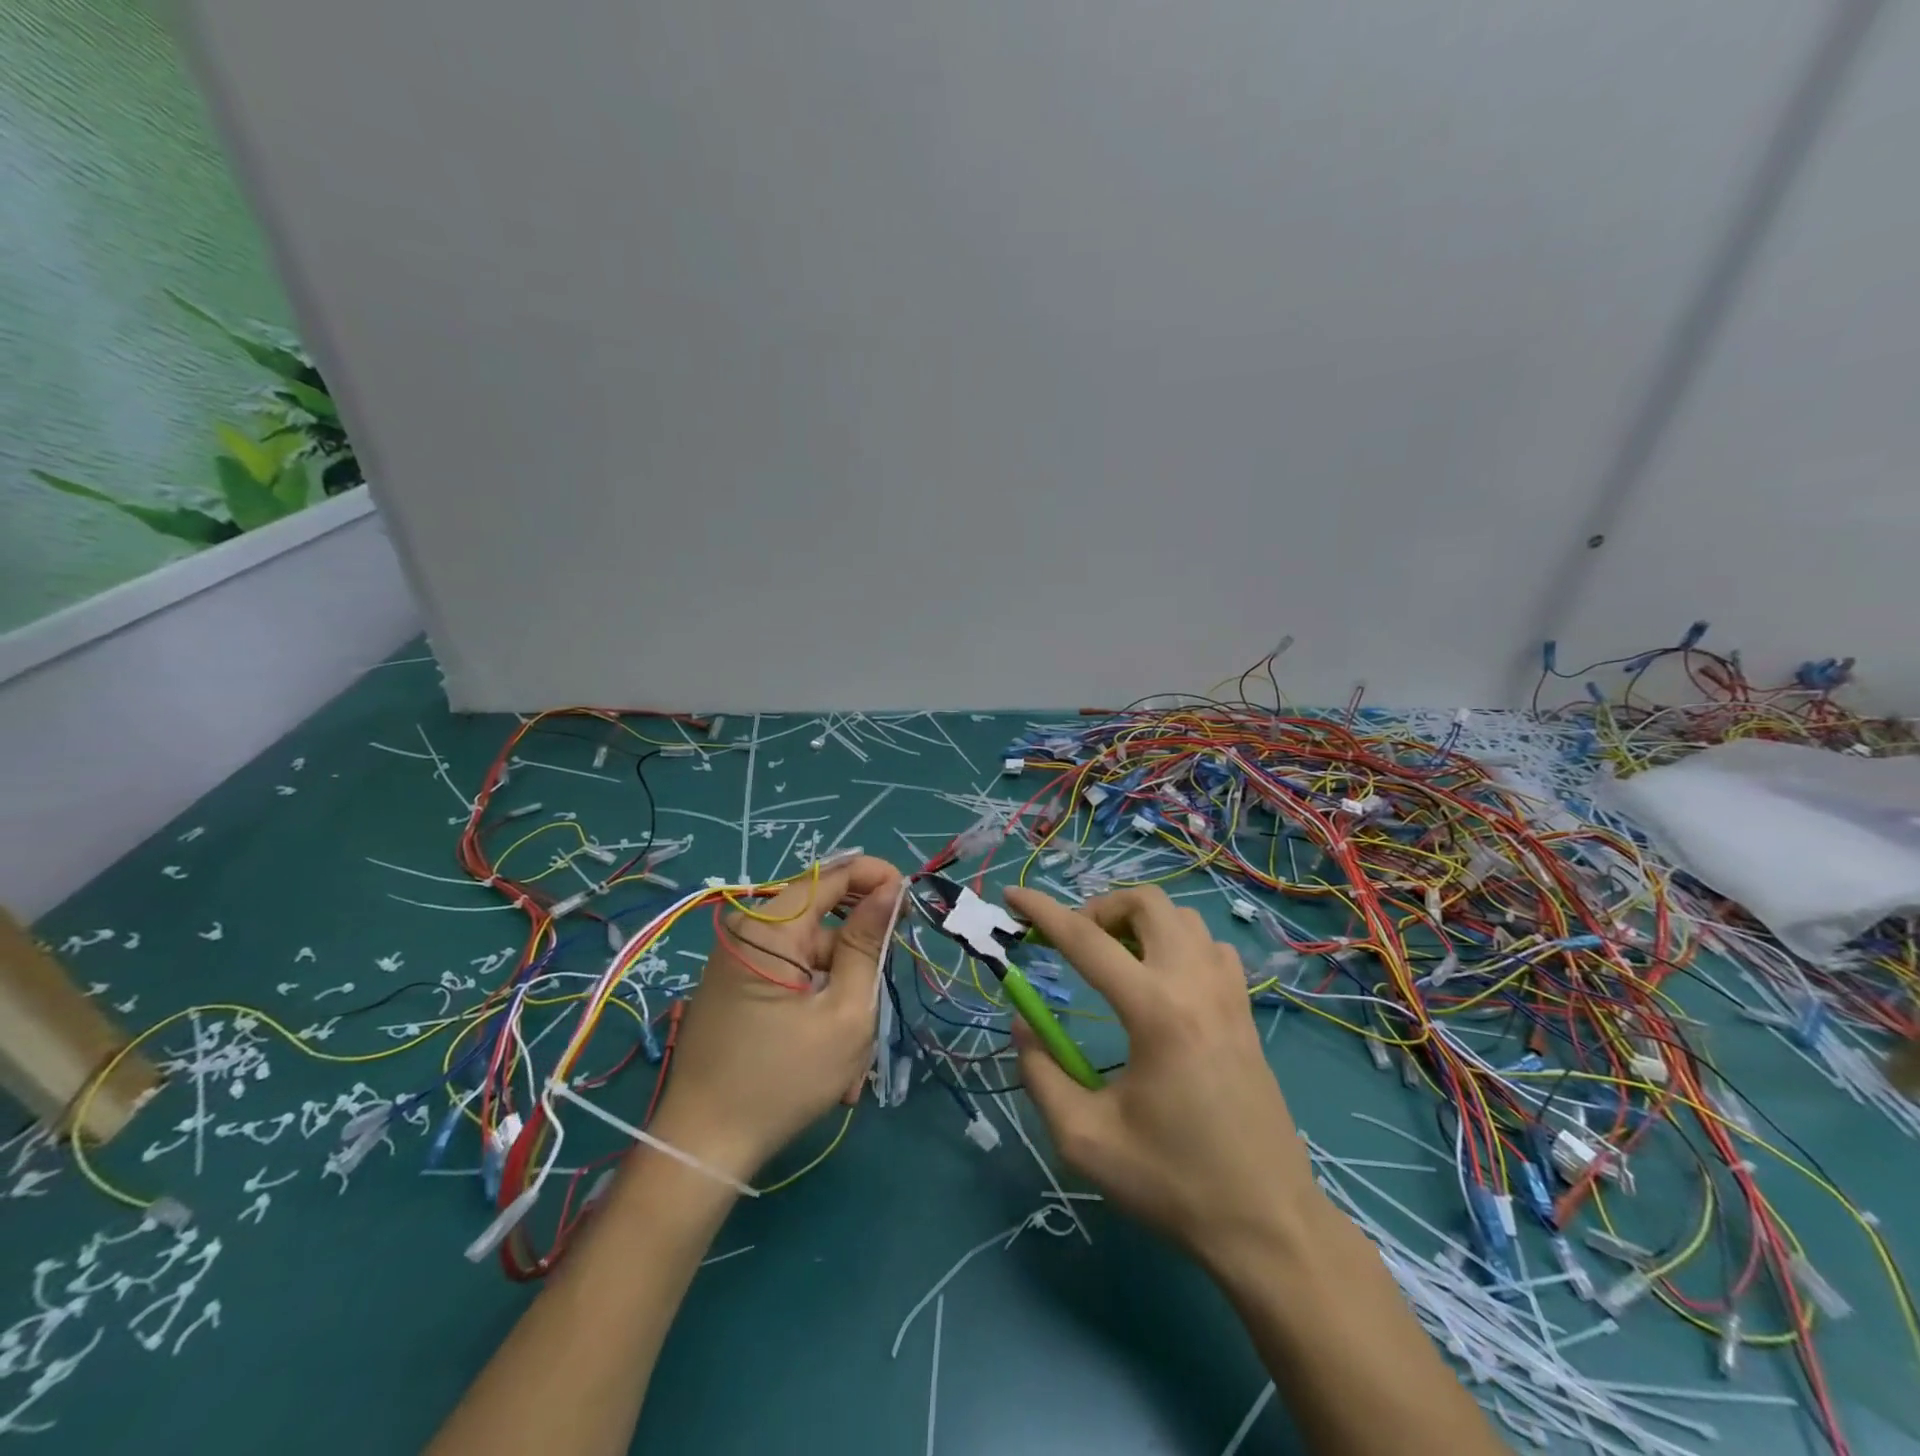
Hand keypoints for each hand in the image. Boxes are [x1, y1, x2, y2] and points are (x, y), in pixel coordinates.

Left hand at [649, 856, 903, 1182]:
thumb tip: (890, 889)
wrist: (701, 1150)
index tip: (910, 900)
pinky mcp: (738, 989)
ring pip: (812, 959)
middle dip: (860, 957)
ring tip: (854, 1059)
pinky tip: (829, 1060)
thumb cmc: (782, 1080)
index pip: (831, 876)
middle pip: (823, 921)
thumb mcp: (845, 1012)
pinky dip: (818, 1008)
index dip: (876, 878)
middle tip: (886, 989)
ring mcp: (740, 963)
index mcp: (769, 929)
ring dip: (841, 997)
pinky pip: (792, 980)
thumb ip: (867, 944)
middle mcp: (748, 934)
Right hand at [1004, 884, 1320, 1269]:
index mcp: (1155, 1011)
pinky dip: (1178, 943)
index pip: (1086, 939)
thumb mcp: (1085, 1139)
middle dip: (1100, 908)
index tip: (1012, 894)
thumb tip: (1023, 1023)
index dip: (1042, 911)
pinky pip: (1210, 946)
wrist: (1268, 1224)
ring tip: (1115, 959)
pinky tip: (1163, 981)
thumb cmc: (1172, 1181)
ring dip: (1140, 922)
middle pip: (1146, 904)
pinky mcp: (1246, 1011)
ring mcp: (1228, 994)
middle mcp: (1195, 985)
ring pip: (1182, 917)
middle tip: (1075, 943)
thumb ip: (1041, 1074)